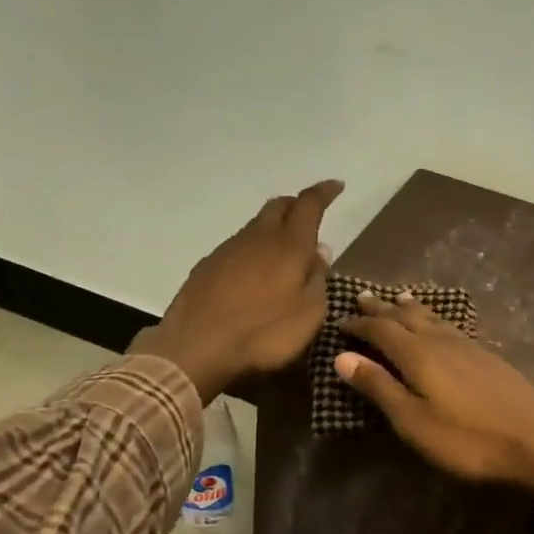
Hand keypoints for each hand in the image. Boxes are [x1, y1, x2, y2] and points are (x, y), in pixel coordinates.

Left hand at [133, 179, 341, 401]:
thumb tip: (320, 251)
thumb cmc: (263, 333)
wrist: (196, 347)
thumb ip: (317, 279)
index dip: (324, 192)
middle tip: (310, 214)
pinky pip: (238, 246)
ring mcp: (228, 250)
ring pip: (256, 225)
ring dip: (273, 228)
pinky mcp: (207, 266)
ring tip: (285, 247)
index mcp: (289, 245)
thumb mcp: (308, 314)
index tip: (336, 185)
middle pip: (278, 206)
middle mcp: (258, 237)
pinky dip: (254, 248)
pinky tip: (255, 270)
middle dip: (297, 204)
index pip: (309, 205)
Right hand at [335, 291, 533, 487]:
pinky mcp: (489, 356)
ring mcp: (469, 346)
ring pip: (432, 317)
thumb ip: (379, 387)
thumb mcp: (413, 421)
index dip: (359, 325)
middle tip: (363, 297)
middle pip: (406, 317)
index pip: (381, 330)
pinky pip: (451, 325)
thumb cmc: (467, 439)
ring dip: (410, 308)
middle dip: (382, 308)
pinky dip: (435, 318)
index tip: (340, 322)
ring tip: (399, 297)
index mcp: (418, 354)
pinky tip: (441, 325)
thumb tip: (342, 356)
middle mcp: (441, 341)